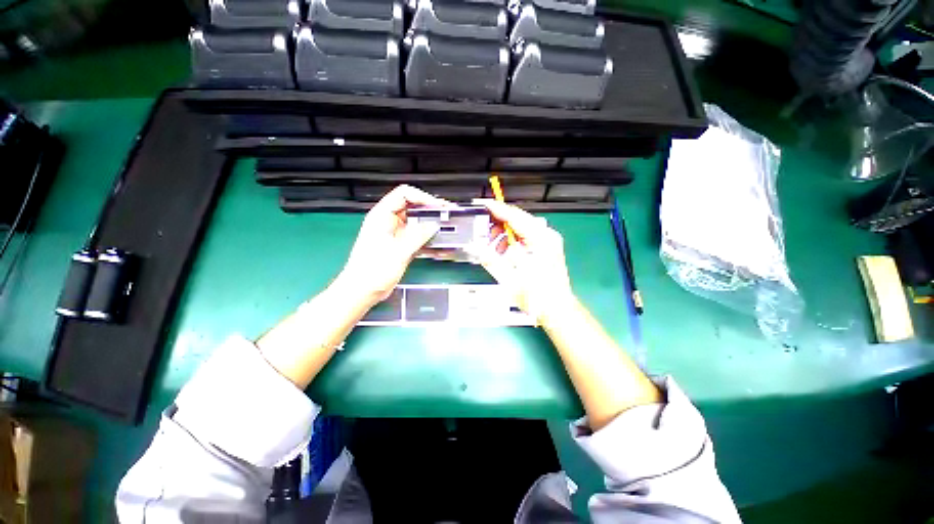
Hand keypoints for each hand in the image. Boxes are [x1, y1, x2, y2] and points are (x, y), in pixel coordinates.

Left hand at [335, 185, 451, 305]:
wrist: (362, 291)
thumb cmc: (371, 271)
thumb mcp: (397, 252)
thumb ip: (417, 236)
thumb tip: (433, 225)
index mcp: (381, 216)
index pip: (404, 195)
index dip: (423, 198)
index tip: (438, 207)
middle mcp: (389, 222)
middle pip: (413, 208)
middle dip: (431, 211)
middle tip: (448, 215)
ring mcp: (396, 234)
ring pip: (418, 224)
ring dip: (432, 227)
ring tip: (448, 230)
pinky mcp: (401, 246)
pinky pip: (418, 238)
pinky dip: (429, 240)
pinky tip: (440, 246)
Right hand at [470, 200, 575, 322]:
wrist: (557, 310)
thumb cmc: (537, 296)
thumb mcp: (508, 278)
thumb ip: (490, 259)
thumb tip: (474, 246)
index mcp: (540, 240)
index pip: (514, 217)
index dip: (497, 210)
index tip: (483, 205)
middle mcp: (547, 236)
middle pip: (518, 220)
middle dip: (499, 225)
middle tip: (485, 235)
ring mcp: (548, 241)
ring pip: (521, 228)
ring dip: (505, 235)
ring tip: (495, 249)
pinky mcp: (547, 248)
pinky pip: (526, 237)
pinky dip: (513, 242)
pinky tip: (506, 254)